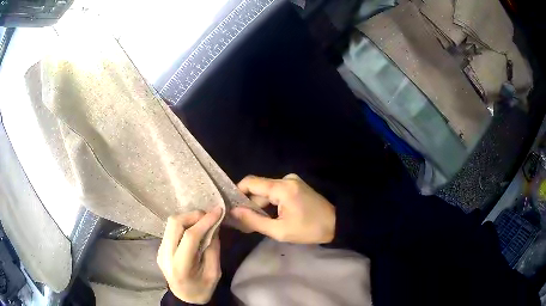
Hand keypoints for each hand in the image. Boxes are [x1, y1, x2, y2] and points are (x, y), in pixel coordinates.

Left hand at [157, 207, 221, 304]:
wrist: (185, 298)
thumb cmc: (202, 289)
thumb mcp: (214, 273)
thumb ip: (213, 249)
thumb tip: (214, 226)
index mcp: (180, 267)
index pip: (190, 237)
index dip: (205, 221)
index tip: (218, 211)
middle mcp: (165, 256)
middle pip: (175, 224)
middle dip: (193, 215)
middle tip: (209, 216)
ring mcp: (160, 251)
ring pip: (170, 224)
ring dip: (188, 218)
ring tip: (202, 222)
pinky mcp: (159, 248)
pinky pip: (170, 230)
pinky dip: (183, 225)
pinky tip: (193, 230)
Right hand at [231, 174, 335, 243]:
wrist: (336, 224)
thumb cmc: (309, 230)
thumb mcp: (279, 230)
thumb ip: (254, 220)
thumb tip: (234, 211)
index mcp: (281, 188)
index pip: (250, 182)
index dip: (237, 193)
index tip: (231, 207)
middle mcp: (285, 179)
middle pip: (259, 189)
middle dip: (251, 205)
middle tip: (245, 223)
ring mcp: (292, 181)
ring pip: (267, 191)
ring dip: (261, 206)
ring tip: (258, 223)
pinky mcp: (296, 185)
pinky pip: (276, 192)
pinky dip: (271, 203)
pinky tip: (271, 217)